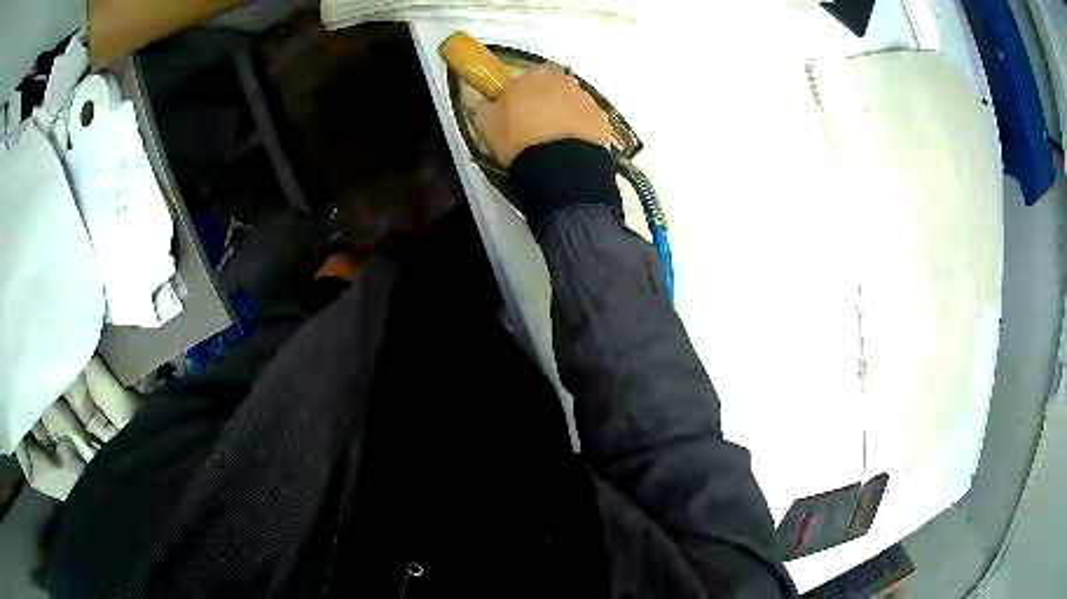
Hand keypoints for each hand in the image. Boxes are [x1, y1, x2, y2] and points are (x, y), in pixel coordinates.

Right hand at [474, 63, 612, 167]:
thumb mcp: (486, 123)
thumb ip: (487, 106)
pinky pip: (589, 123)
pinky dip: (582, 132)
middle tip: (536, 124)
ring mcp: (588, 101)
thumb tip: (485, 102)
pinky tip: (570, 149)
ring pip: (574, 104)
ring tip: (554, 142)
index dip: (526, 89)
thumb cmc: (517, 137)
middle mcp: (565, 81)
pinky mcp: (603, 123)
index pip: (532, 73)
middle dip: (549, 100)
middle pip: (557, 87)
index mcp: (536, 75)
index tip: (519, 105)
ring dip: (566, 116)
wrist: (559, 165)